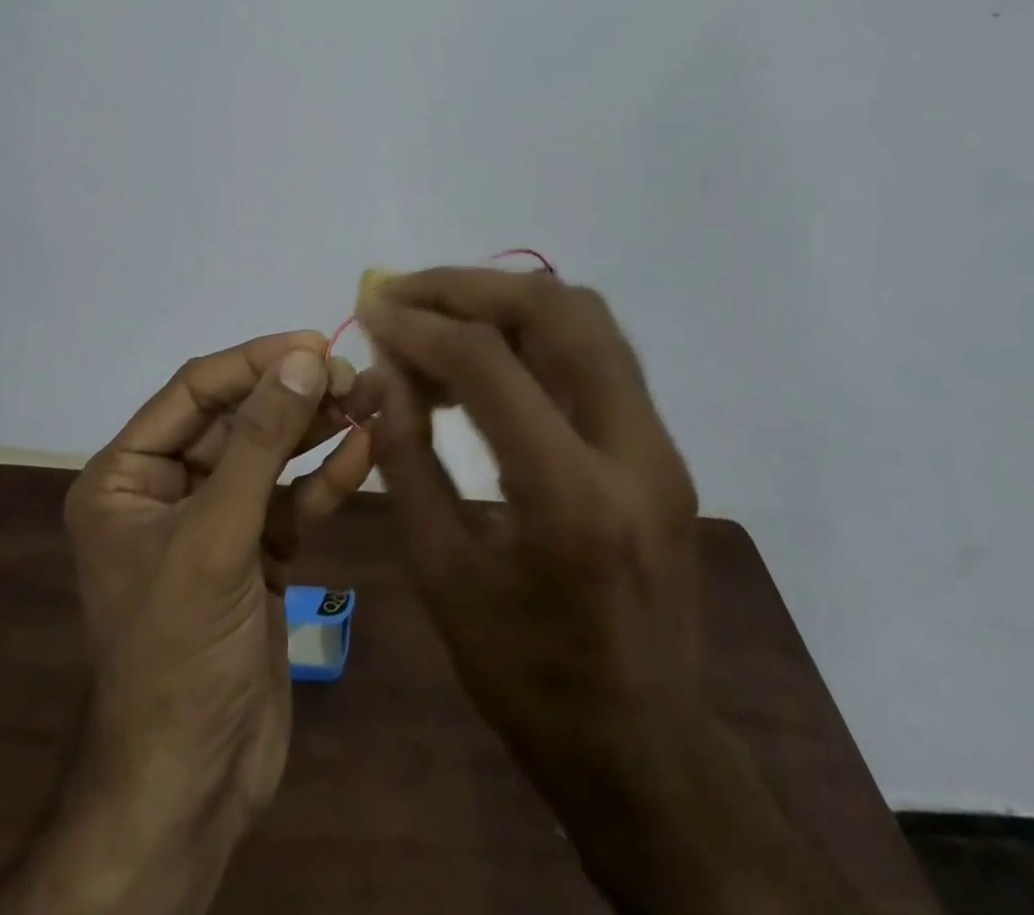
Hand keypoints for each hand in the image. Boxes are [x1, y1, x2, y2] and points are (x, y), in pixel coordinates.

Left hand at [0, 332, 377, 914]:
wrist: (194, 785)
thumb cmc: (181, 652)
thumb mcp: (216, 536)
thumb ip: (260, 442)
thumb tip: (302, 359)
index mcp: (126, 476)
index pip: (194, 391)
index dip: (254, 362)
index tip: (314, 344)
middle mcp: (166, 489)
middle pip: (238, 419)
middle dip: (295, 396)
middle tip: (355, 376)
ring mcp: (214, 521)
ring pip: (271, 456)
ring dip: (319, 428)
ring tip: (372, 397)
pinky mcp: (254, 554)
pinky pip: (290, 500)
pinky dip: (326, 477)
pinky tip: (365, 449)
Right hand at [359, 270, 859, 914]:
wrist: (642, 747)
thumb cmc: (525, 676)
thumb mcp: (442, 571)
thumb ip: (408, 456)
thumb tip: (385, 369)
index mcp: (571, 499)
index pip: (489, 364)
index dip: (420, 324)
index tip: (371, 308)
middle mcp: (634, 451)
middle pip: (556, 312)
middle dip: (468, 286)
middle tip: (404, 291)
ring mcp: (660, 443)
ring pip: (587, 318)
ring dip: (504, 297)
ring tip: (436, 309)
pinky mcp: (662, 445)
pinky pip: (596, 351)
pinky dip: (534, 328)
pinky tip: (483, 346)